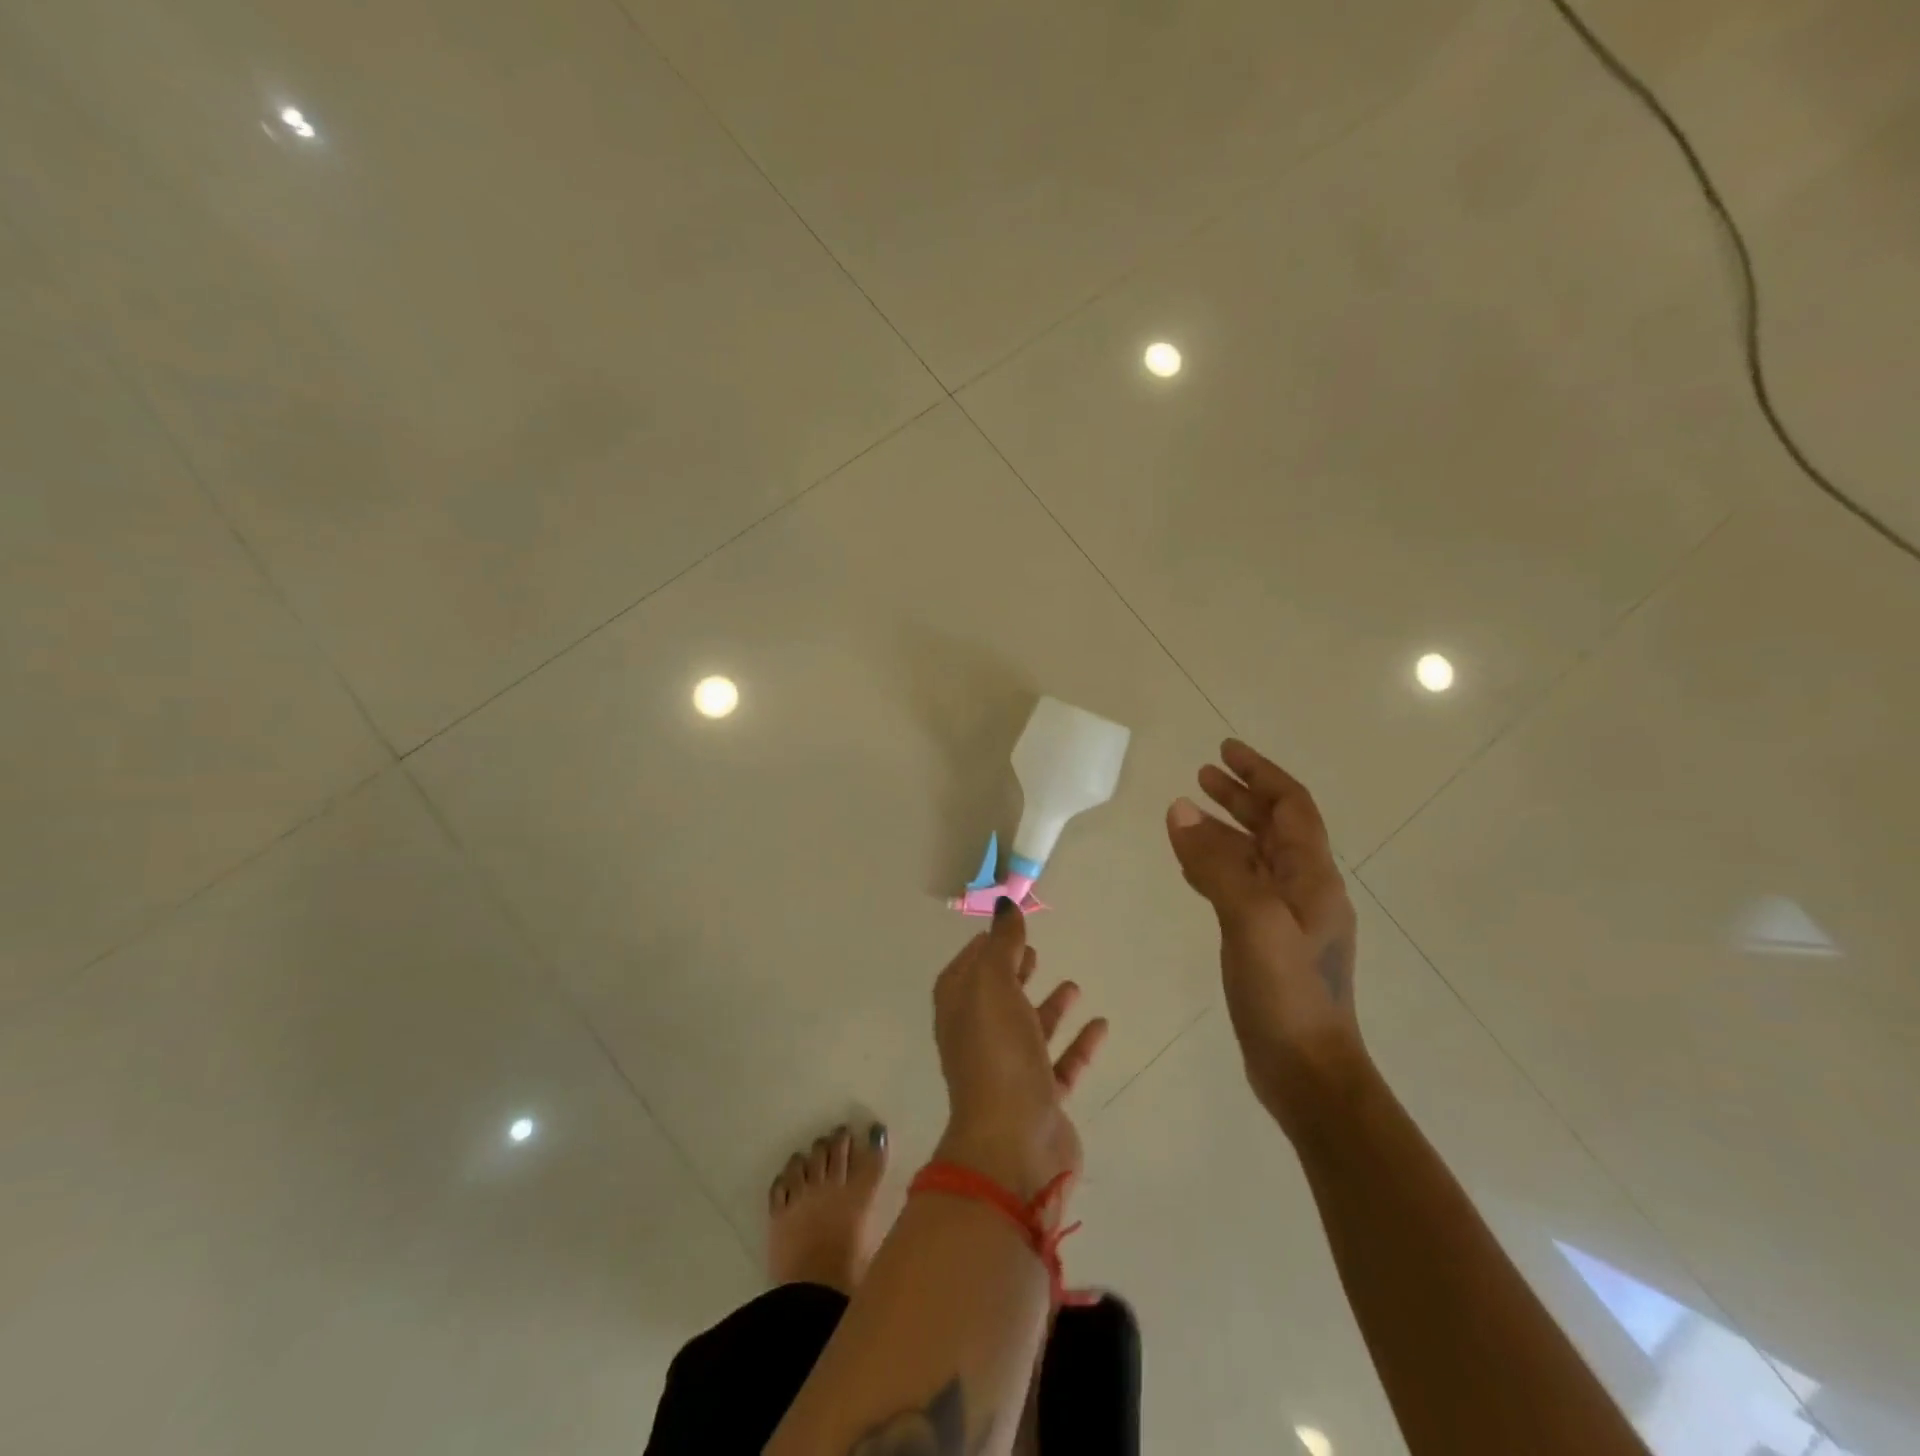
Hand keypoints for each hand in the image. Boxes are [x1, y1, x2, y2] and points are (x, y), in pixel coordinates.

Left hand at [932, 899, 1107, 1198]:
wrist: (1013, 1144)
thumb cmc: (996, 1054)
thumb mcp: (993, 986)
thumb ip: (1002, 944)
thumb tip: (1004, 905)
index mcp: (959, 1012)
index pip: (964, 972)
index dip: (980, 949)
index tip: (1003, 928)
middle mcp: (979, 1040)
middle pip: (995, 999)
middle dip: (1013, 973)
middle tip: (1034, 950)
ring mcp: (1009, 1072)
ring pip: (1028, 1031)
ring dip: (1048, 1008)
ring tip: (1072, 984)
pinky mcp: (1040, 1100)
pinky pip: (1061, 1064)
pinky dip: (1077, 1044)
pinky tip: (1100, 1024)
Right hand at [1165, 740, 1364, 1134]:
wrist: (1308, 1072)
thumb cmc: (1286, 993)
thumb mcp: (1250, 920)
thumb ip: (1216, 863)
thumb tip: (1180, 810)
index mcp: (1312, 877)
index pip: (1291, 806)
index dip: (1259, 773)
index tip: (1224, 750)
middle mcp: (1305, 890)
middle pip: (1275, 827)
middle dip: (1241, 796)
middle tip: (1202, 775)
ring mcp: (1288, 919)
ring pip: (1257, 857)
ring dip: (1228, 829)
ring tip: (1191, 813)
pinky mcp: (1269, 943)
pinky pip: (1242, 887)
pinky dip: (1219, 865)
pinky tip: (1194, 867)